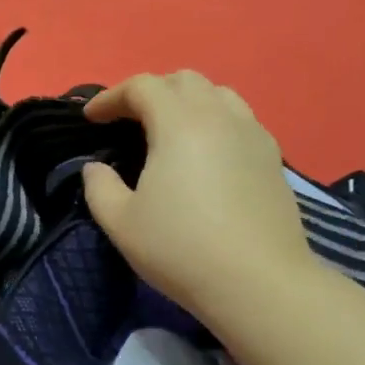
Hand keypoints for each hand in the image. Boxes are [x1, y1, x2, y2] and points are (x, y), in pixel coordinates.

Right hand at [81, 71, 316, 316]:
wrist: (258, 283)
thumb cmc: (181, 249)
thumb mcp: (121, 223)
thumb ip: (99, 187)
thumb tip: (95, 168)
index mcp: (179, 123)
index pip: (142, 87)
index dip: (111, 97)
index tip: (91, 119)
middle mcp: (220, 116)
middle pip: (184, 81)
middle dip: (151, 92)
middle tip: (129, 121)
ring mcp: (253, 135)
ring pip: (219, 95)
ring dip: (187, 102)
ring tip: (170, 131)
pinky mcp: (273, 158)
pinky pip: (240, 120)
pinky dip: (216, 121)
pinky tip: (207, 154)